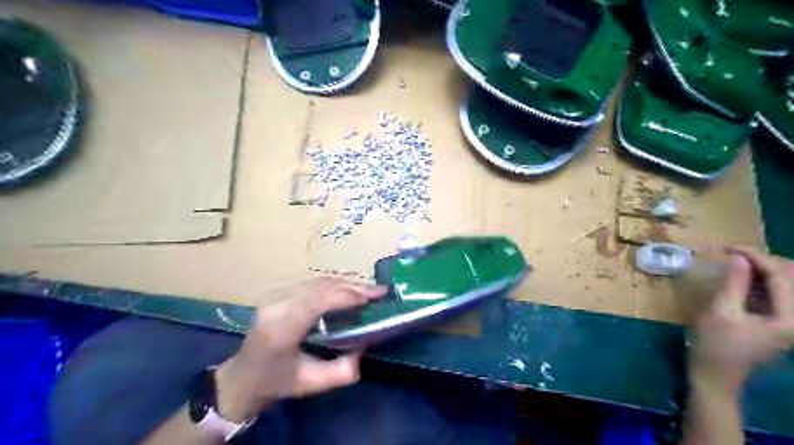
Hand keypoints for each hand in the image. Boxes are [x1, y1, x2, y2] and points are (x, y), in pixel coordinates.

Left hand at [210, 278, 383, 419]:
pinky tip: (348, 291)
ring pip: (316, 282)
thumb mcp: (310, 384)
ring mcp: (275, 297)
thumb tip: (363, 349)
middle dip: (352, 287)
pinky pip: (311, 284)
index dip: (345, 296)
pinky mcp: (278, 295)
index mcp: (281, 330)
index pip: (316, 301)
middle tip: (378, 292)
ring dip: (345, 284)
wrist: (241, 378)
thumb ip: (341, 372)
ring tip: (368, 291)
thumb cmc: (275, 382)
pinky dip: (334, 286)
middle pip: (319, 287)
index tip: (371, 299)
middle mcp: (276, 307)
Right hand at [689, 248, 793, 391]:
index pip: (782, 277)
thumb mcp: (720, 312)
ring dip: (764, 269)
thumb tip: (738, 257)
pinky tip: (742, 278)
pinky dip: (762, 281)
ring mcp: (789, 321)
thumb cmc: (715, 345)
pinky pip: (778, 294)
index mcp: (789, 318)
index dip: (757, 257)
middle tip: (732, 254)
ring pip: (787, 284)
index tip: (729, 247)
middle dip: (764, 261)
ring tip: (736, 261)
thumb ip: (734, 284)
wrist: (716, 375)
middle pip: (792, 278)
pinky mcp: (778, 322)